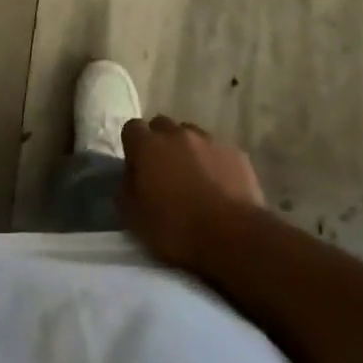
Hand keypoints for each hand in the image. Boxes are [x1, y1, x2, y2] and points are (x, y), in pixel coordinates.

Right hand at [121, 116, 264, 270]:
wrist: (232, 236)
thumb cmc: (176, 228)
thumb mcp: (134, 218)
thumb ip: (126, 189)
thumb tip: (131, 177)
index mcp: (148, 146)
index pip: (132, 128)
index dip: (132, 146)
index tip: (136, 167)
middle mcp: (178, 134)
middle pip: (162, 126)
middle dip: (159, 143)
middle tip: (163, 171)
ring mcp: (209, 141)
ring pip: (192, 135)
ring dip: (188, 150)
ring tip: (193, 178)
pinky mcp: (236, 153)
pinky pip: (218, 151)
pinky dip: (213, 162)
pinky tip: (218, 186)